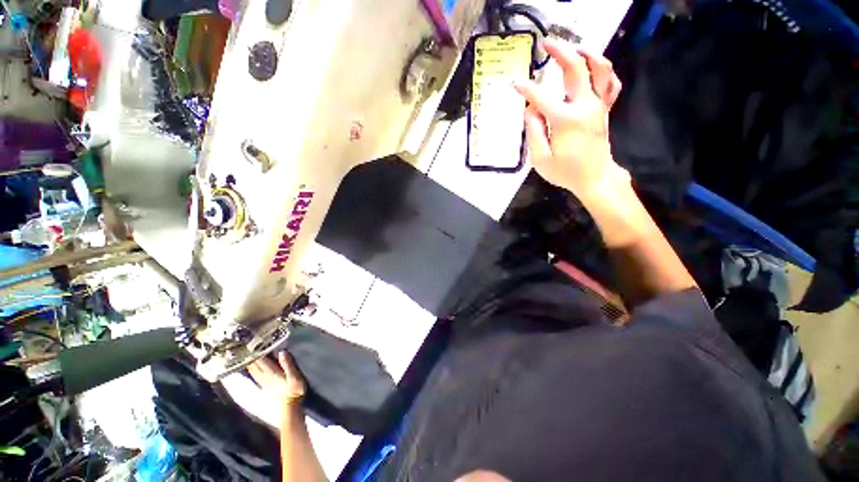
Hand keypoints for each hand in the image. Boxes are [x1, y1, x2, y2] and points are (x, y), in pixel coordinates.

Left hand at [248, 351, 305, 410]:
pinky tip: (252, 365)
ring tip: (247, 352)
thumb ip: (288, 364)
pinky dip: (252, 367)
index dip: (255, 351)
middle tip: (247, 345)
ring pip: (252, 370)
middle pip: (252, 364)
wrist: (289, 406)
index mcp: (271, 372)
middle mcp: (263, 376)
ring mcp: (262, 381)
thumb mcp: (294, 376)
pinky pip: (254, 374)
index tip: (251, 341)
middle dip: (249, 355)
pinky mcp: (264, 385)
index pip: (259, 359)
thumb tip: (281, 351)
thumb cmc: (294, 390)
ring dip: (249, 361)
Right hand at [514, 38, 627, 201]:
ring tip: (574, 47)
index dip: (526, 88)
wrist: (594, 178)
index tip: (514, 83)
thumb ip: (533, 132)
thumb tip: (530, 109)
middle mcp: (585, 106)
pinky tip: (593, 67)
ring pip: (600, 69)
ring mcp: (598, 106)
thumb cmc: (565, 171)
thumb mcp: (540, 159)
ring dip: (587, 53)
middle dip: (560, 52)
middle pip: (575, 69)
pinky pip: (611, 83)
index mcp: (566, 120)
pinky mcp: (604, 109)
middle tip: (546, 43)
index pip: (541, 97)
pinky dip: (604, 71)